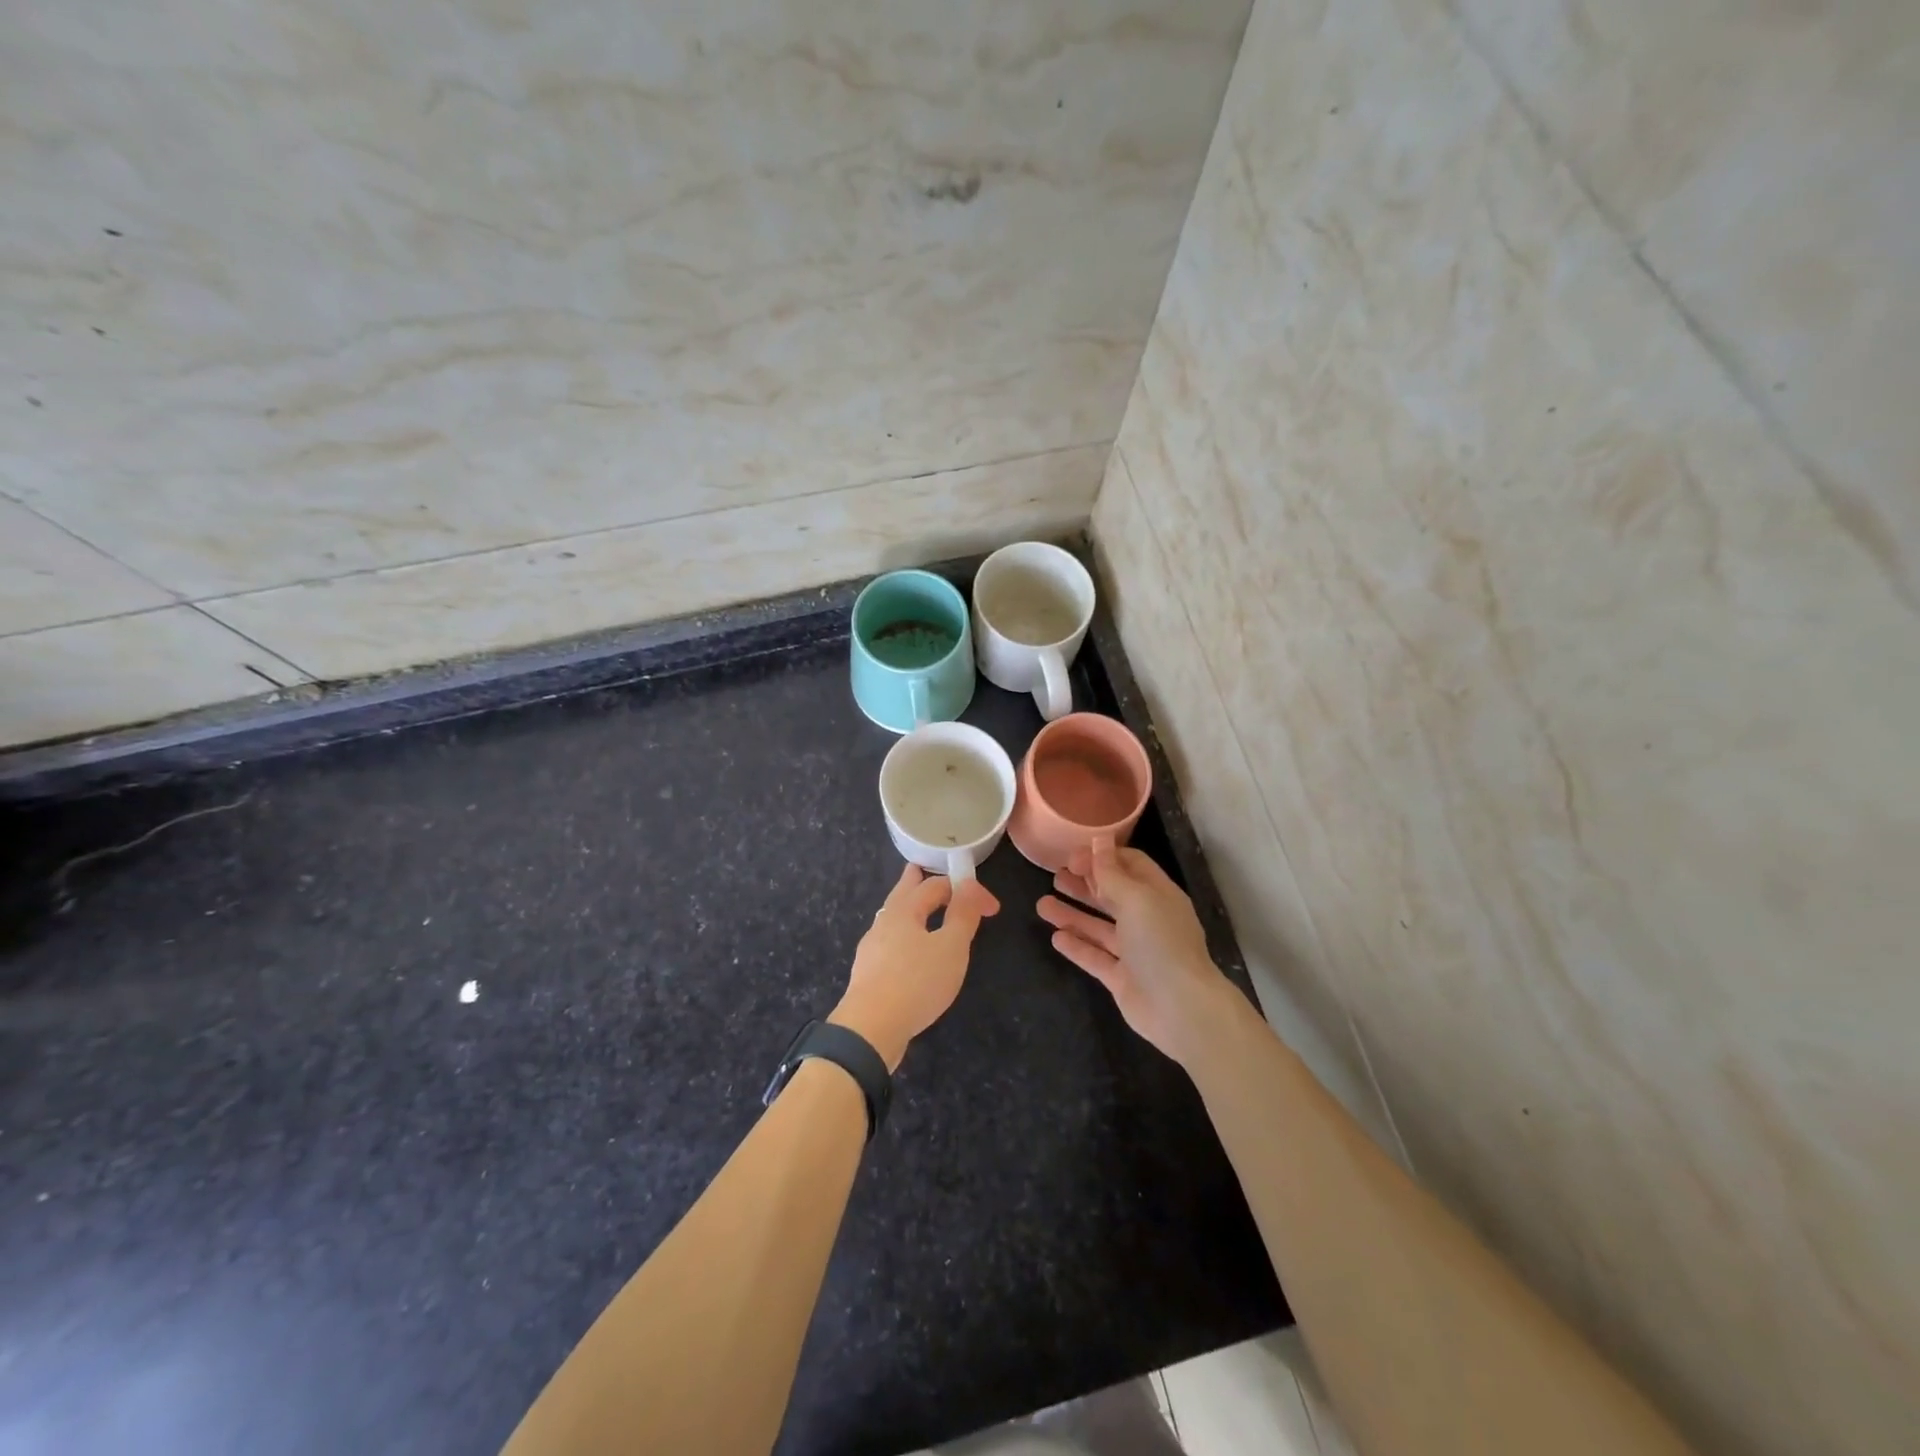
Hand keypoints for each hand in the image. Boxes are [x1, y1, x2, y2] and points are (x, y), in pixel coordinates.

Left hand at [831, 864, 999, 1070]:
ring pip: (893, 918)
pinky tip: (906, 951)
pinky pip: (890, 942)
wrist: (870, 1029)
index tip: (992, 909)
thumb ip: (963, 915)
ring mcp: (872, 949)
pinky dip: (903, 935)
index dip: (966, 890)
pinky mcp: (869, 974)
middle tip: (918, 869)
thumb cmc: (916, 982)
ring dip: (908, 909)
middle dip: (915, 882)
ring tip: (915, 907)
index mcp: (904, 910)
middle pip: (902, 894)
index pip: (937, 886)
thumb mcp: (951, 947)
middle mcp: (884, 923)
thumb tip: (969, 885)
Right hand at [1037, 839, 1236, 1065]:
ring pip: (1099, 927)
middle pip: (1112, 895)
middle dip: (1084, 885)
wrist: (1181, 1010)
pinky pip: (1096, 957)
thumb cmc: (1160, 943)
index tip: (1072, 857)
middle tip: (1054, 876)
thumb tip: (1099, 839)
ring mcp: (1135, 951)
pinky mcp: (1122, 979)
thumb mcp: (1136, 899)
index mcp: (1158, 895)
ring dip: (1072, 914)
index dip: (1102, 858)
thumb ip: (1111, 872)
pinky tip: (1056, 938)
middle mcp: (1147, 920)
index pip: (1130, 865)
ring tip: (1042, 906)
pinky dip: (1077, 946)